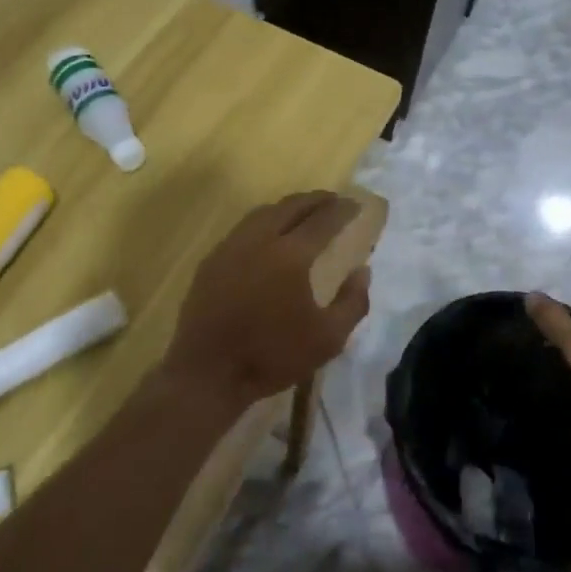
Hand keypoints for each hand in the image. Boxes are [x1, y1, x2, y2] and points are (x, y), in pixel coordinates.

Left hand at [163, 192, 371, 412]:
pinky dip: (264, 220)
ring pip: (264, 212)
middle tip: (333, 201)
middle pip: (292, 206)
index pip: (323, 220)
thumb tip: (362, 271)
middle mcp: (260, 239)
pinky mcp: (212, 258)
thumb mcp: (328, 340)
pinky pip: (244, 227)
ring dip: (288, 206)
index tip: (356, 205)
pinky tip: (269, 234)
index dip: (342, 210)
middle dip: (316, 199)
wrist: (208, 372)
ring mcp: (232, 245)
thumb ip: (352, 303)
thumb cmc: (272, 356)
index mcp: (291, 255)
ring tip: (303, 212)